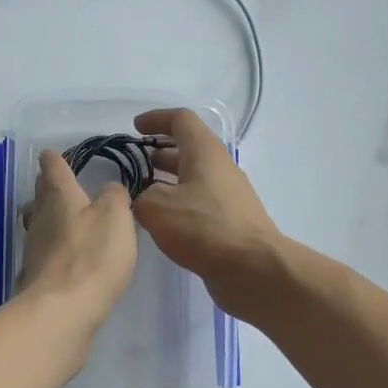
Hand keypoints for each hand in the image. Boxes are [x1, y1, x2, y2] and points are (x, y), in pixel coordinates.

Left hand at [18, 150, 137, 341]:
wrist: (62, 311)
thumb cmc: (92, 256)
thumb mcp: (116, 218)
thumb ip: (115, 198)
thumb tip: (109, 190)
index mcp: (59, 196)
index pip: (52, 167)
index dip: (55, 159)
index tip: (53, 155)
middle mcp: (40, 218)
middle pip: (41, 196)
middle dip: (50, 188)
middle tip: (62, 186)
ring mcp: (34, 249)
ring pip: (39, 224)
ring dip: (50, 220)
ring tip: (68, 222)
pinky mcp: (36, 277)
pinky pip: (44, 254)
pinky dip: (54, 250)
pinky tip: (67, 259)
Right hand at [133, 108, 282, 316]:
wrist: (252, 268)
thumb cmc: (203, 228)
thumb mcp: (157, 207)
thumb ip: (141, 196)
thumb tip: (145, 199)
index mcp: (205, 152)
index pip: (181, 120)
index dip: (156, 119)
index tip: (135, 128)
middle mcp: (220, 168)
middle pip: (189, 149)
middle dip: (160, 152)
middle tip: (135, 164)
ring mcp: (228, 196)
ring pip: (194, 178)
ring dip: (168, 180)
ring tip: (142, 194)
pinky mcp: (230, 221)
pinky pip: (200, 202)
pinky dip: (179, 204)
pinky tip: (163, 223)